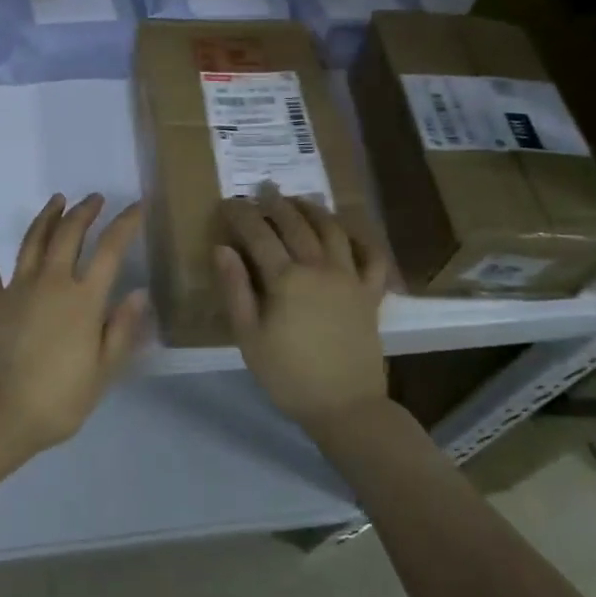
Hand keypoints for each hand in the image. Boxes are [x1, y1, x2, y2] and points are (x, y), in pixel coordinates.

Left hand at [0, 193, 148, 455]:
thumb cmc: (58, 399)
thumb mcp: (103, 371)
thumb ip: (122, 329)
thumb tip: (139, 292)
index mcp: (83, 300)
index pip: (110, 250)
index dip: (125, 224)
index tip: (136, 206)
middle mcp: (51, 283)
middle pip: (69, 235)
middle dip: (84, 211)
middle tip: (95, 199)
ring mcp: (17, 289)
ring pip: (33, 241)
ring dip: (47, 217)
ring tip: (58, 199)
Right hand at [215, 186, 389, 436]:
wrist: (345, 406)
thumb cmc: (288, 375)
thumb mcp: (249, 337)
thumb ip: (235, 289)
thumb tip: (223, 248)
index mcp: (286, 279)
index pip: (259, 234)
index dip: (241, 215)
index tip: (228, 203)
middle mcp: (320, 267)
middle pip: (296, 223)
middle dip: (276, 203)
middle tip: (263, 190)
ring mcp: (350, 278)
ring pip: (333, 230)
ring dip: (314, 210)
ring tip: (300, 200)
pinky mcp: (371, 294)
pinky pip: (372, 257)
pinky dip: (362, 239)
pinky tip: (350, 232)